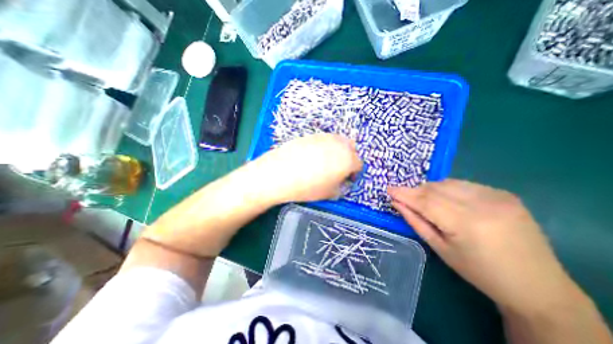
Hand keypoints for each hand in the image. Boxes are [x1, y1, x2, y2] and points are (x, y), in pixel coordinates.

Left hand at [251, 133, 359, 203]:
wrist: (281, 173)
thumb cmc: (308, 187)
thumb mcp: (330, 193)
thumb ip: (341, 187)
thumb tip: (341, 182)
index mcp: (348, 159)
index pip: (359, 164)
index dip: (354, 174)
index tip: (346, 180)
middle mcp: (340, 144)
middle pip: (351, 148)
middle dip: (348, 159)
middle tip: (338, 169)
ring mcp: (325, 137)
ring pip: (338, 142)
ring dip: (337, 152)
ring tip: (325, 163)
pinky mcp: (312, 135)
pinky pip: (324, 140)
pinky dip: (324, 147)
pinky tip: (312, 157)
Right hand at [390, 180, 577, 313]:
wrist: (538, 286)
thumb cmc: (479, 272)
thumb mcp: (440, 249)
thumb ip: (416, 221)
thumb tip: (397, 203)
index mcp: (468, 224)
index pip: (425, 201)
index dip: (404, 194)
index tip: (388, 189)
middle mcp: (484, 204)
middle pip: (435, 189)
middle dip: (414, 191)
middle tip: (402, 196)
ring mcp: (497, 196)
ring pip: (447, 183)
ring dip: (429, 189)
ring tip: (422, 199)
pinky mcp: (504, 194)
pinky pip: (463, 184)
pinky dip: (446, 189)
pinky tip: (445, 200)